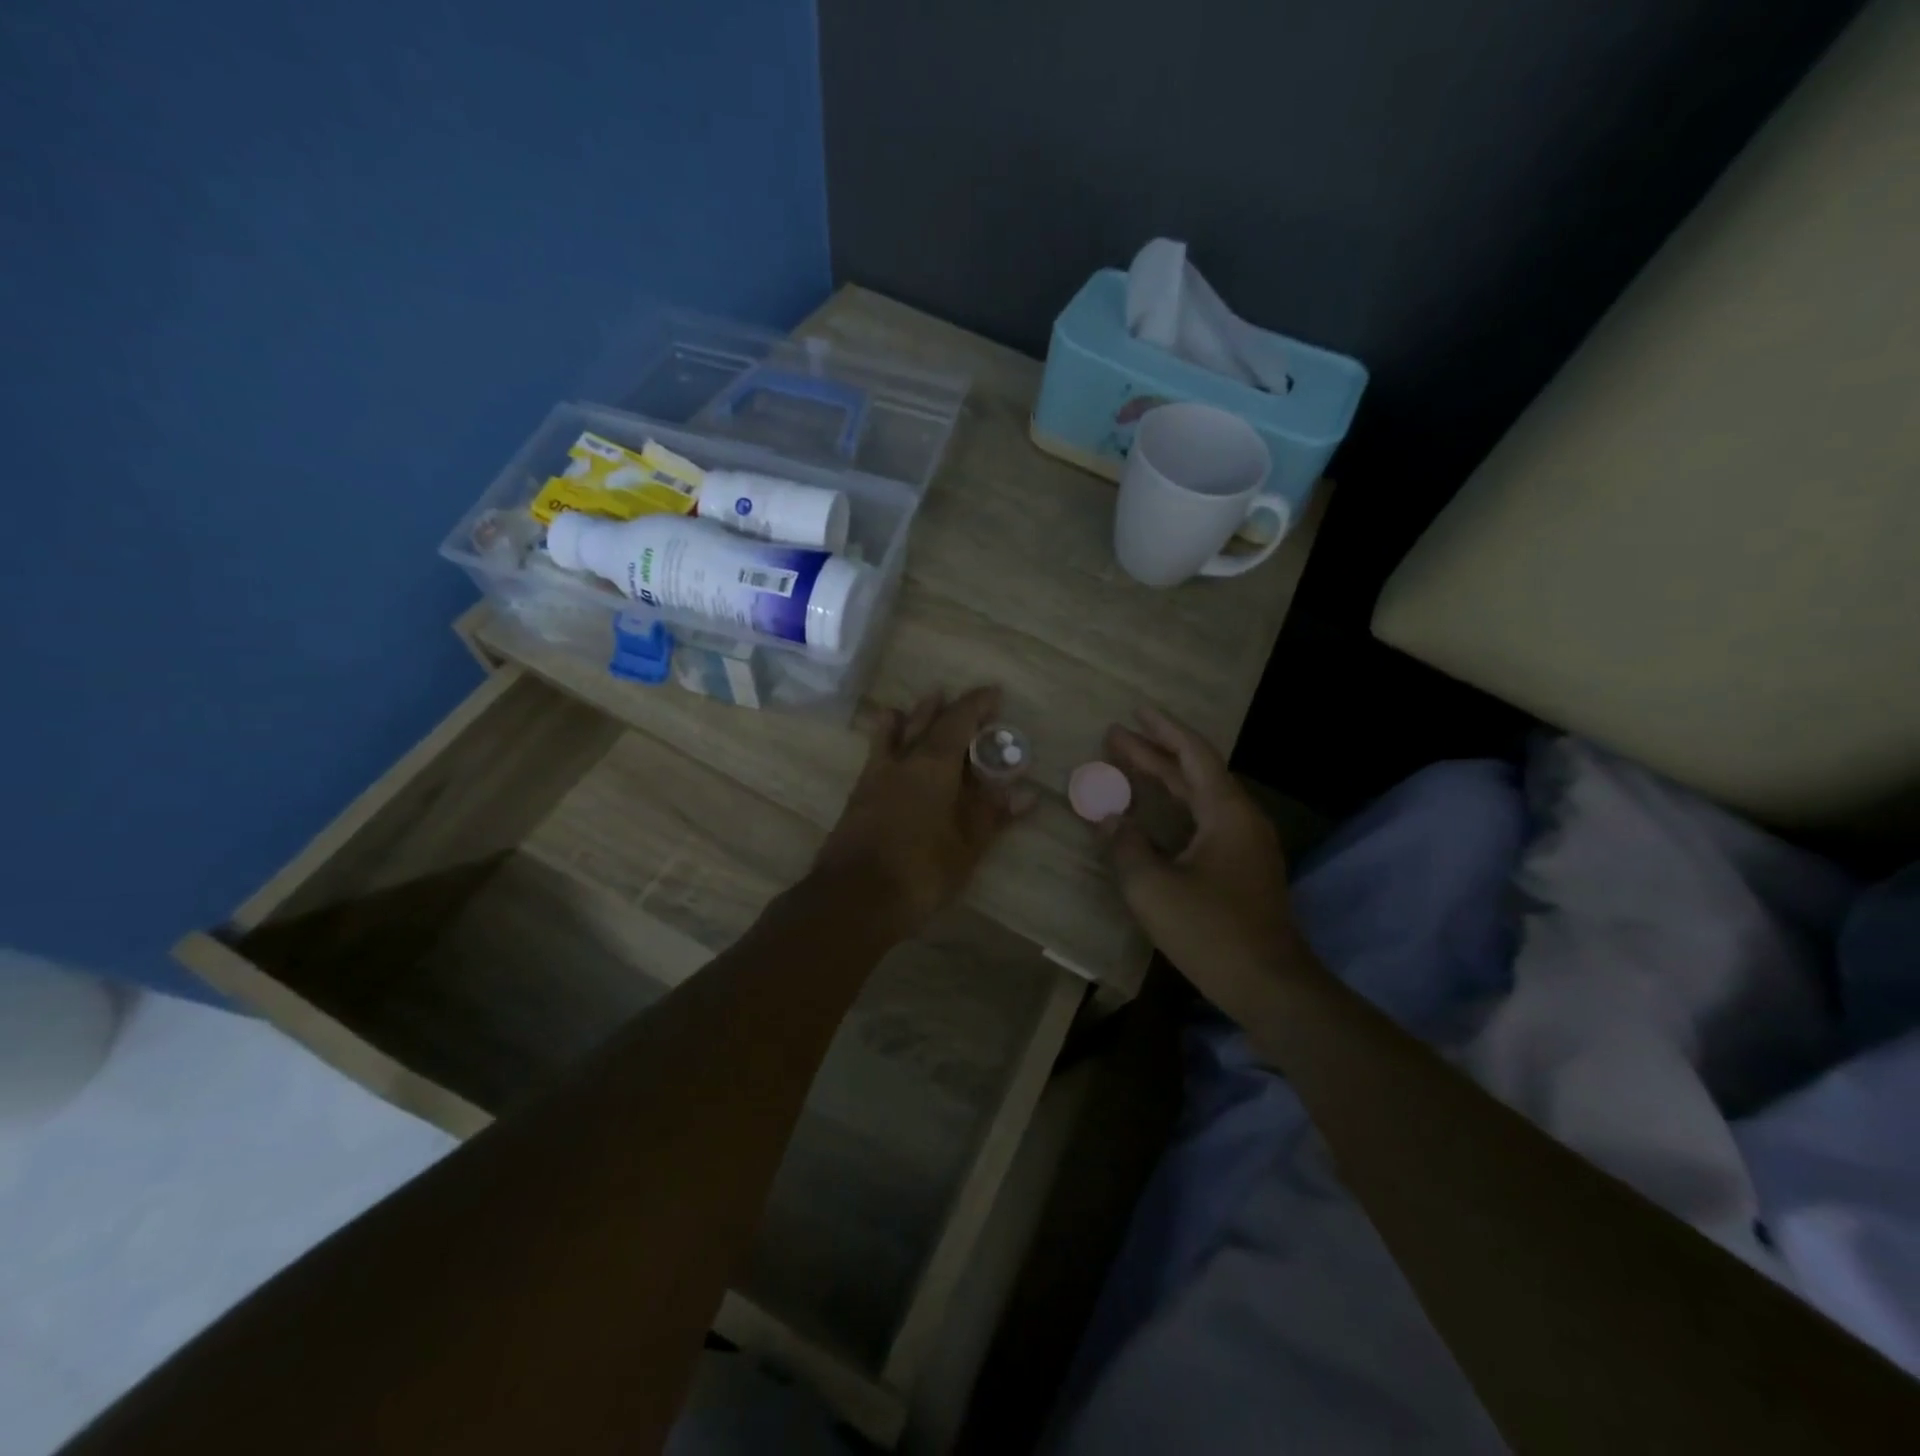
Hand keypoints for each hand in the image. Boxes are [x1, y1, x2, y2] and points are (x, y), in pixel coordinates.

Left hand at [814, 686, 1033, 933]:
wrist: (855, 899)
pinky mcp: (858, 798)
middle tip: (957, 697)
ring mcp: (875, 778)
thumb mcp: (967, 845)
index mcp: (933, 764)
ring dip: (909, 718)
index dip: (977, 704)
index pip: (958, 720)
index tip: (994, 693)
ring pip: (893, 735)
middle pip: (924, 722)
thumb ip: (992, 814)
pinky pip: (875, 756)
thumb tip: (1026, 793)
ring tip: (917, 705)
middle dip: (944, 708)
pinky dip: (885, 742)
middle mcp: (902, 761)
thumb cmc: (921, 870)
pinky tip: (887, 750)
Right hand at [1101, 706, 1303, 1024]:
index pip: (1194, 754)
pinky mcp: (1243, 869)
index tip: (1135, 711)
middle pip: (1195, 773)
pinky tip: (1154, 817)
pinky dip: (1175, 808)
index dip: (1163, 730)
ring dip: (1164, 781)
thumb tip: (1108, 818)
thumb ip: (1125, 845)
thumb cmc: (1211, 931)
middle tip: (1114, 739)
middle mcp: (1241, 819)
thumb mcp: (1153, 887)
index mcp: (1226, 812)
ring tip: (1128, 767)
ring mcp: (1246, 845)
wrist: (1270, 986)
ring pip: (1201, 798)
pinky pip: (1205, 821)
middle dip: (1154, 754)